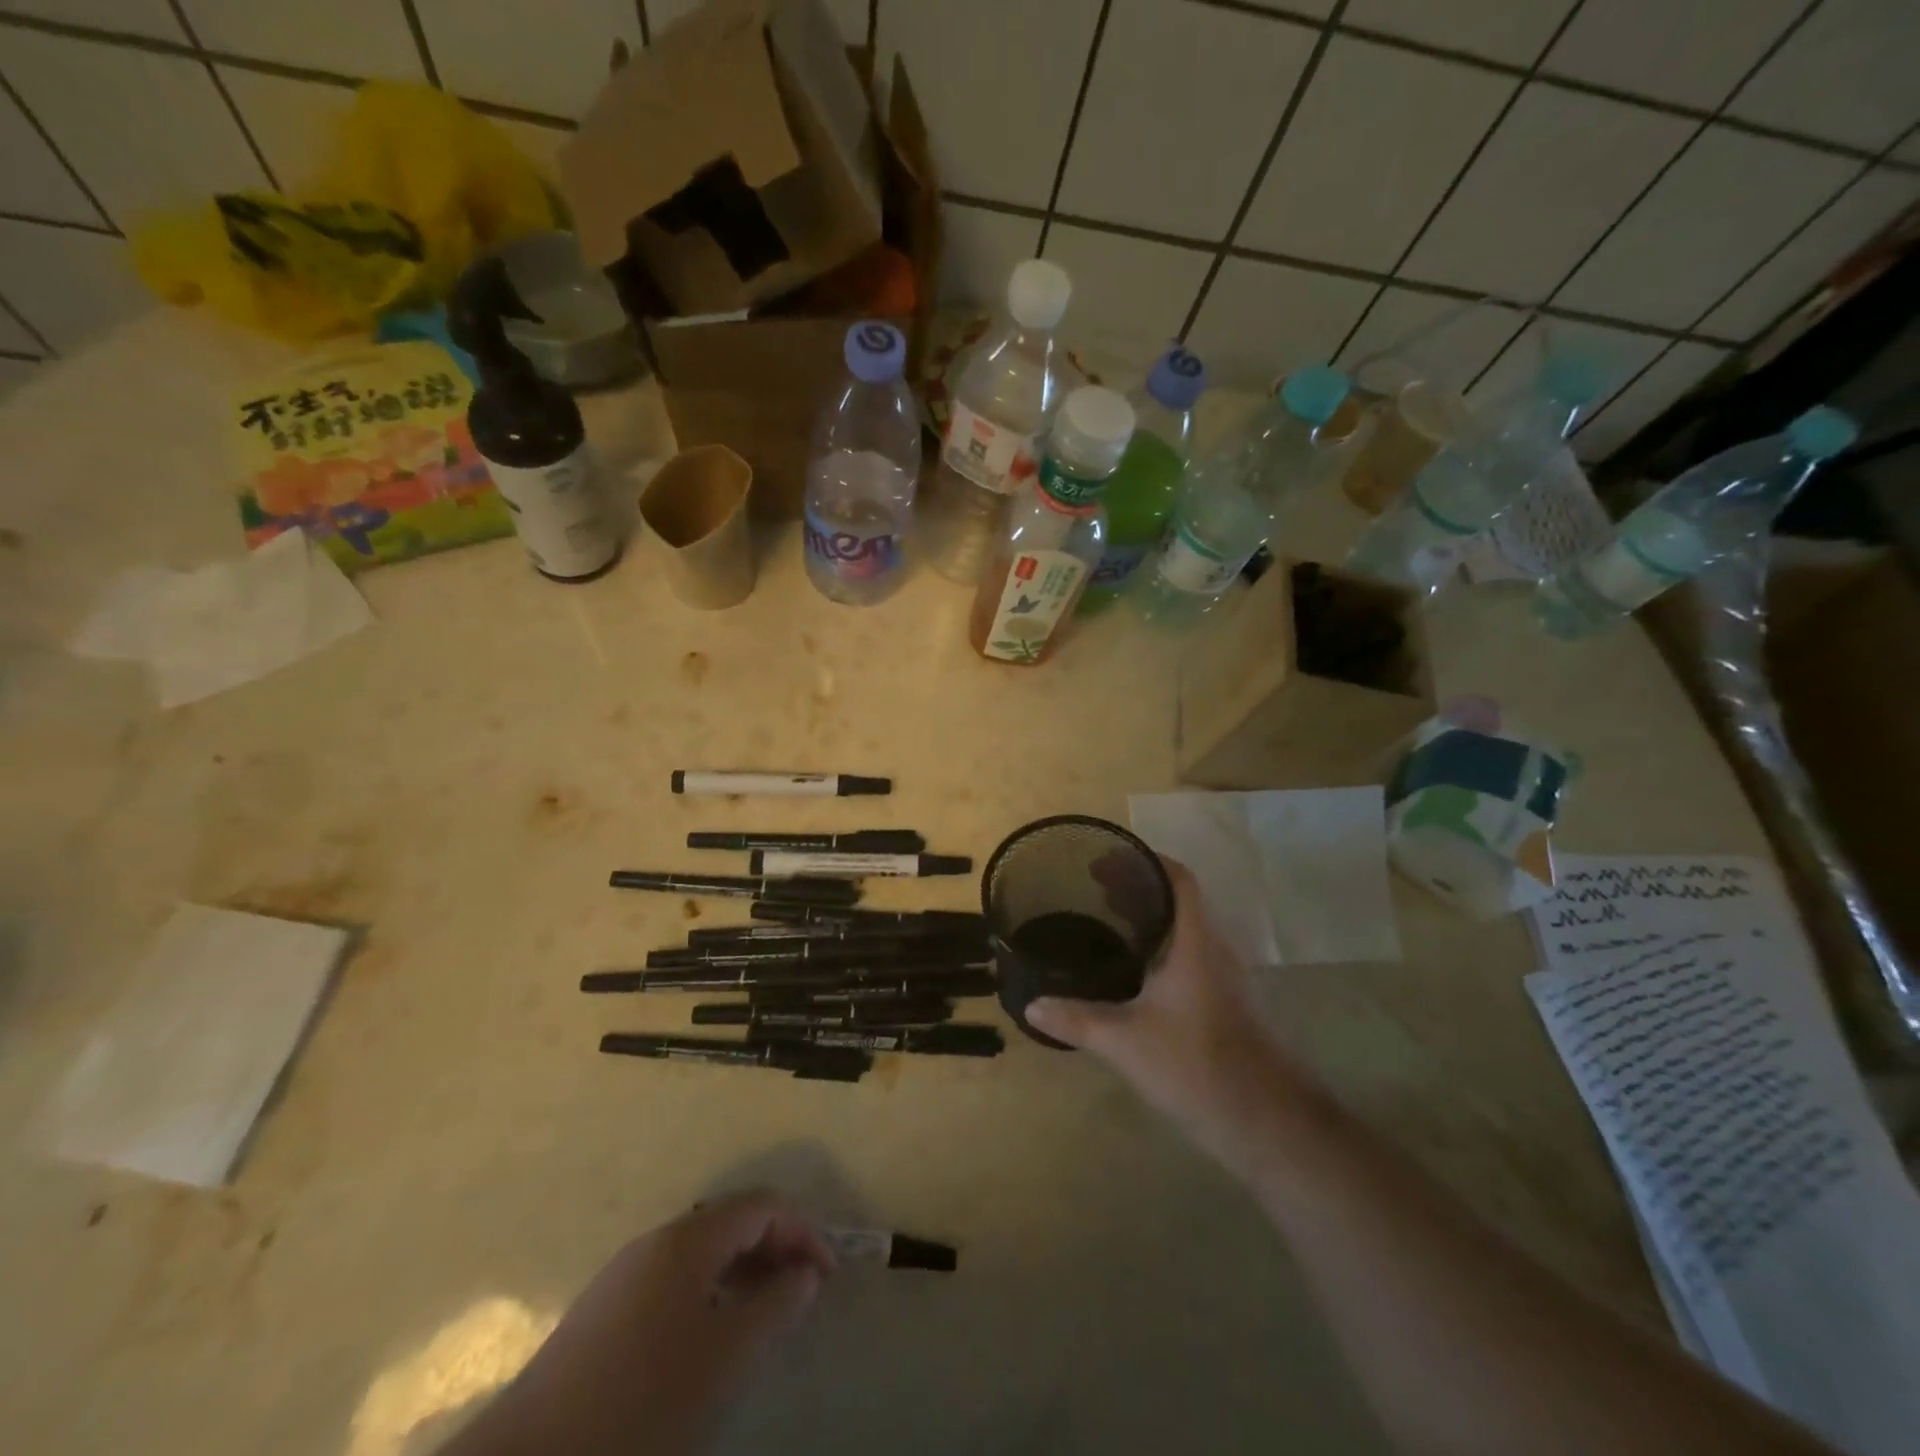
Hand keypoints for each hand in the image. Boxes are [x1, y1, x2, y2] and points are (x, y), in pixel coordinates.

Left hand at [452, 1193, 833, 1455]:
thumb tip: (806, 1274)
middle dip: (776, 1246)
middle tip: (806, 1289)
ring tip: (769, 1310)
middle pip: (732, 1221)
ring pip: (703, 1251)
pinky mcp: (603, 1312)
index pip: (762, 1205)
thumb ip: (776, 1307)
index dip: (803, 1231)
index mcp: (687, 1238)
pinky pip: (676, 1278)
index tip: (829, 1274)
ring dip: (744, 1269)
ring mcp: (625, 1273)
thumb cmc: (642, 1400)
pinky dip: (712, 1290)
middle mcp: (656, 1240)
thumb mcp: (726, 1357)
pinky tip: (714, 1332)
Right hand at [1027, 858, 1300, 1163]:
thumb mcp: (1125, 1042)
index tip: (1104, 860)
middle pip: (1180, 900)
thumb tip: (1031, 1004)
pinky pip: (1193, 956)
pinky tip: (1138, 974)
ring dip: (1152, 918)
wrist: (1271, 1124)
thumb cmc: (1197, 1067)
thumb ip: (1077, 1019)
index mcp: (1195, 942)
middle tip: (1094, 889)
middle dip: (1138, 887)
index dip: (1144, 861)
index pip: (1178, 879)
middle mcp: (1215, 950)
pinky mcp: (1230, 1004)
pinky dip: (1163, 947)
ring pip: (1187, 929)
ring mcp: (1228, 978)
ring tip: (1110, 922)